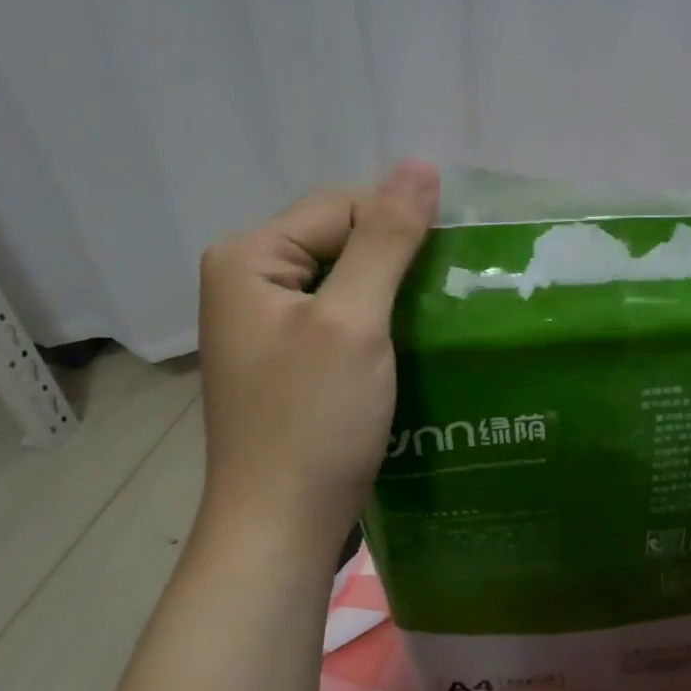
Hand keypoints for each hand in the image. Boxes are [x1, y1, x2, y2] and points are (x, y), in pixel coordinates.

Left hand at [196, 160, 438, 550]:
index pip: (343, 205)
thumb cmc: (314, 421)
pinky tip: (408, 341)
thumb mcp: (354, 320)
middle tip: (442, 297)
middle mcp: (248, 277)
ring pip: (347, 274)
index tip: (440, 275)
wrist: (282, 526)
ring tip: (434, 317)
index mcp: (249, 256)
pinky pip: (342, 310)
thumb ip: (386, 238)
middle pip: (342, 236)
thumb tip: (419, 164)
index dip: (397, 230)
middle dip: (396, 259)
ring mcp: (266, 319)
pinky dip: (379, 317)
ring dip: (393, 289)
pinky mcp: (289, 352)